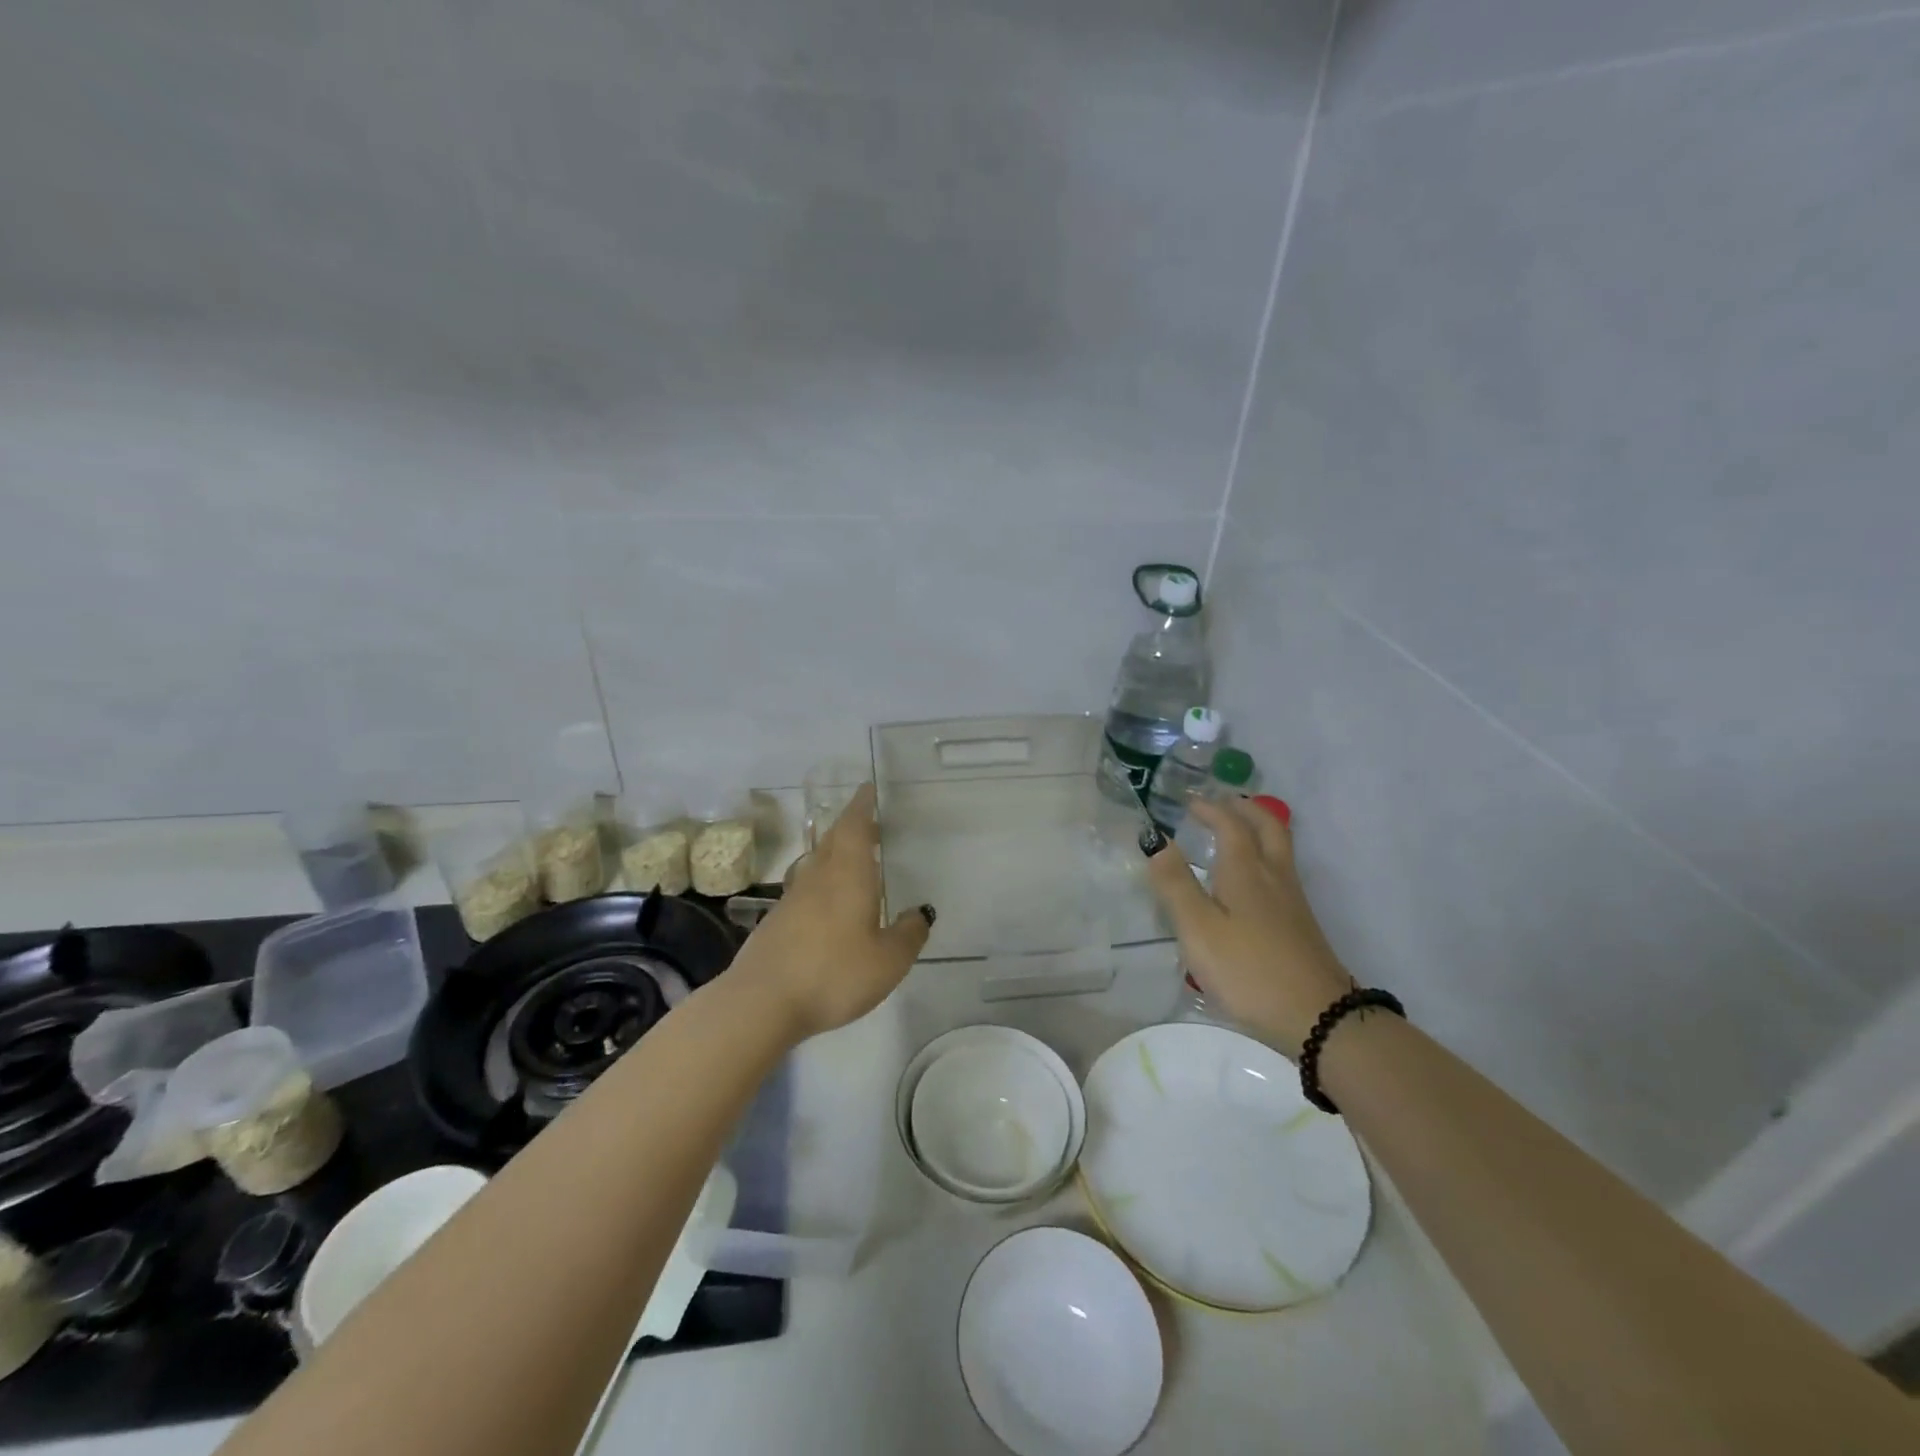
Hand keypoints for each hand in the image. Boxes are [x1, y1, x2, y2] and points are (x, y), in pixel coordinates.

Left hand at [734, 784, 931, 1040]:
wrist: (762, 1002)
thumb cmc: (833, 973)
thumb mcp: (888, 961)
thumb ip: (908, 934)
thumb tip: (920, 913)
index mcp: (848, 875)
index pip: (854, 827)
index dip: (862, 806)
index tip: (868, 790)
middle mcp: (818, 877)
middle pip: (833, 840)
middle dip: (851, 826)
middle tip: (869, 822)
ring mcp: (792, 899)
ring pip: (816, 863)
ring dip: (834, 853)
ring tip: (852, 860)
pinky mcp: (776, 922)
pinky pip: (805, 889)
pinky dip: (822, 883)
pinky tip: (828, 905)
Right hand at [1144, 799, 1352, 1053]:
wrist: (1318, 1018)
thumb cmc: (1249, 970)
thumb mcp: (1199, 929)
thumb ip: (1175, 884)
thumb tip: (1155, 839)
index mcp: (1246, 871)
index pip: (1230, 825)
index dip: (1210, 808)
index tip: (1189, 801)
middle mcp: (1274, 877)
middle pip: (1268, 827)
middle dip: (1245, 809)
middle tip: (1222, 803)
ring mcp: (1293, 902)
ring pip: (1279, 849)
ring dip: (1257, 830)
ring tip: (1234, 833)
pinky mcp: (1301, 925)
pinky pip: (1281, 873)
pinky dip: (1263, 858)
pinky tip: (1250, 882)